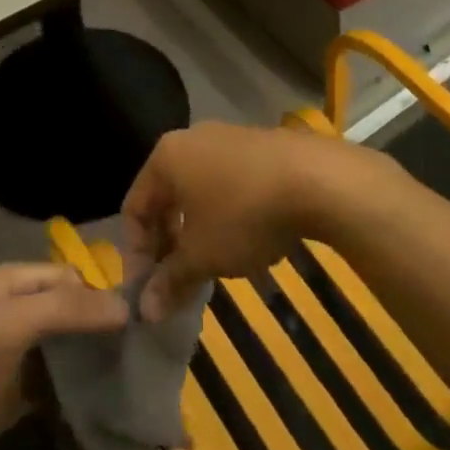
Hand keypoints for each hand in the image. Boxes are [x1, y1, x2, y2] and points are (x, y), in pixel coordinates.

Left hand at [0, 263, 128, 449]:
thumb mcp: (12, 324)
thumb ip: (66, 309)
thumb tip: (123, 306)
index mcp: (3, 281)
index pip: (62, 274)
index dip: (93, 290)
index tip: (131, 316)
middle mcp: (7, 309)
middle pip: (62, 306)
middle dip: (93, 321)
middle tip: (133, 341)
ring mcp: (8, 353)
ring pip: (59, 343)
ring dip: (86, 353)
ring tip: (124, 365)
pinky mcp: (10, 394)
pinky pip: (51, 380)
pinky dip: (72, 384)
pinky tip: (98, 393)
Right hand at [121, 122, 391, 321]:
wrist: (315, 178)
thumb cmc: (244, 214)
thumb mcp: (202, 255)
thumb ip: (170, 281)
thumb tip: (144, 310)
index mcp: (166, 157)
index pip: (133, 207)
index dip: (136, 254)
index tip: (149, 292)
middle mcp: (191, 139)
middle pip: (165, 197)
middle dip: (167, 244)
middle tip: (177, 283)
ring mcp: (226, 138)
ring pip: (197, 190)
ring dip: (196, 231)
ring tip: (211, 266)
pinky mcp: (257, 145)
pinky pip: (226, 183)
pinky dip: (224, 213)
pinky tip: (245, 241)